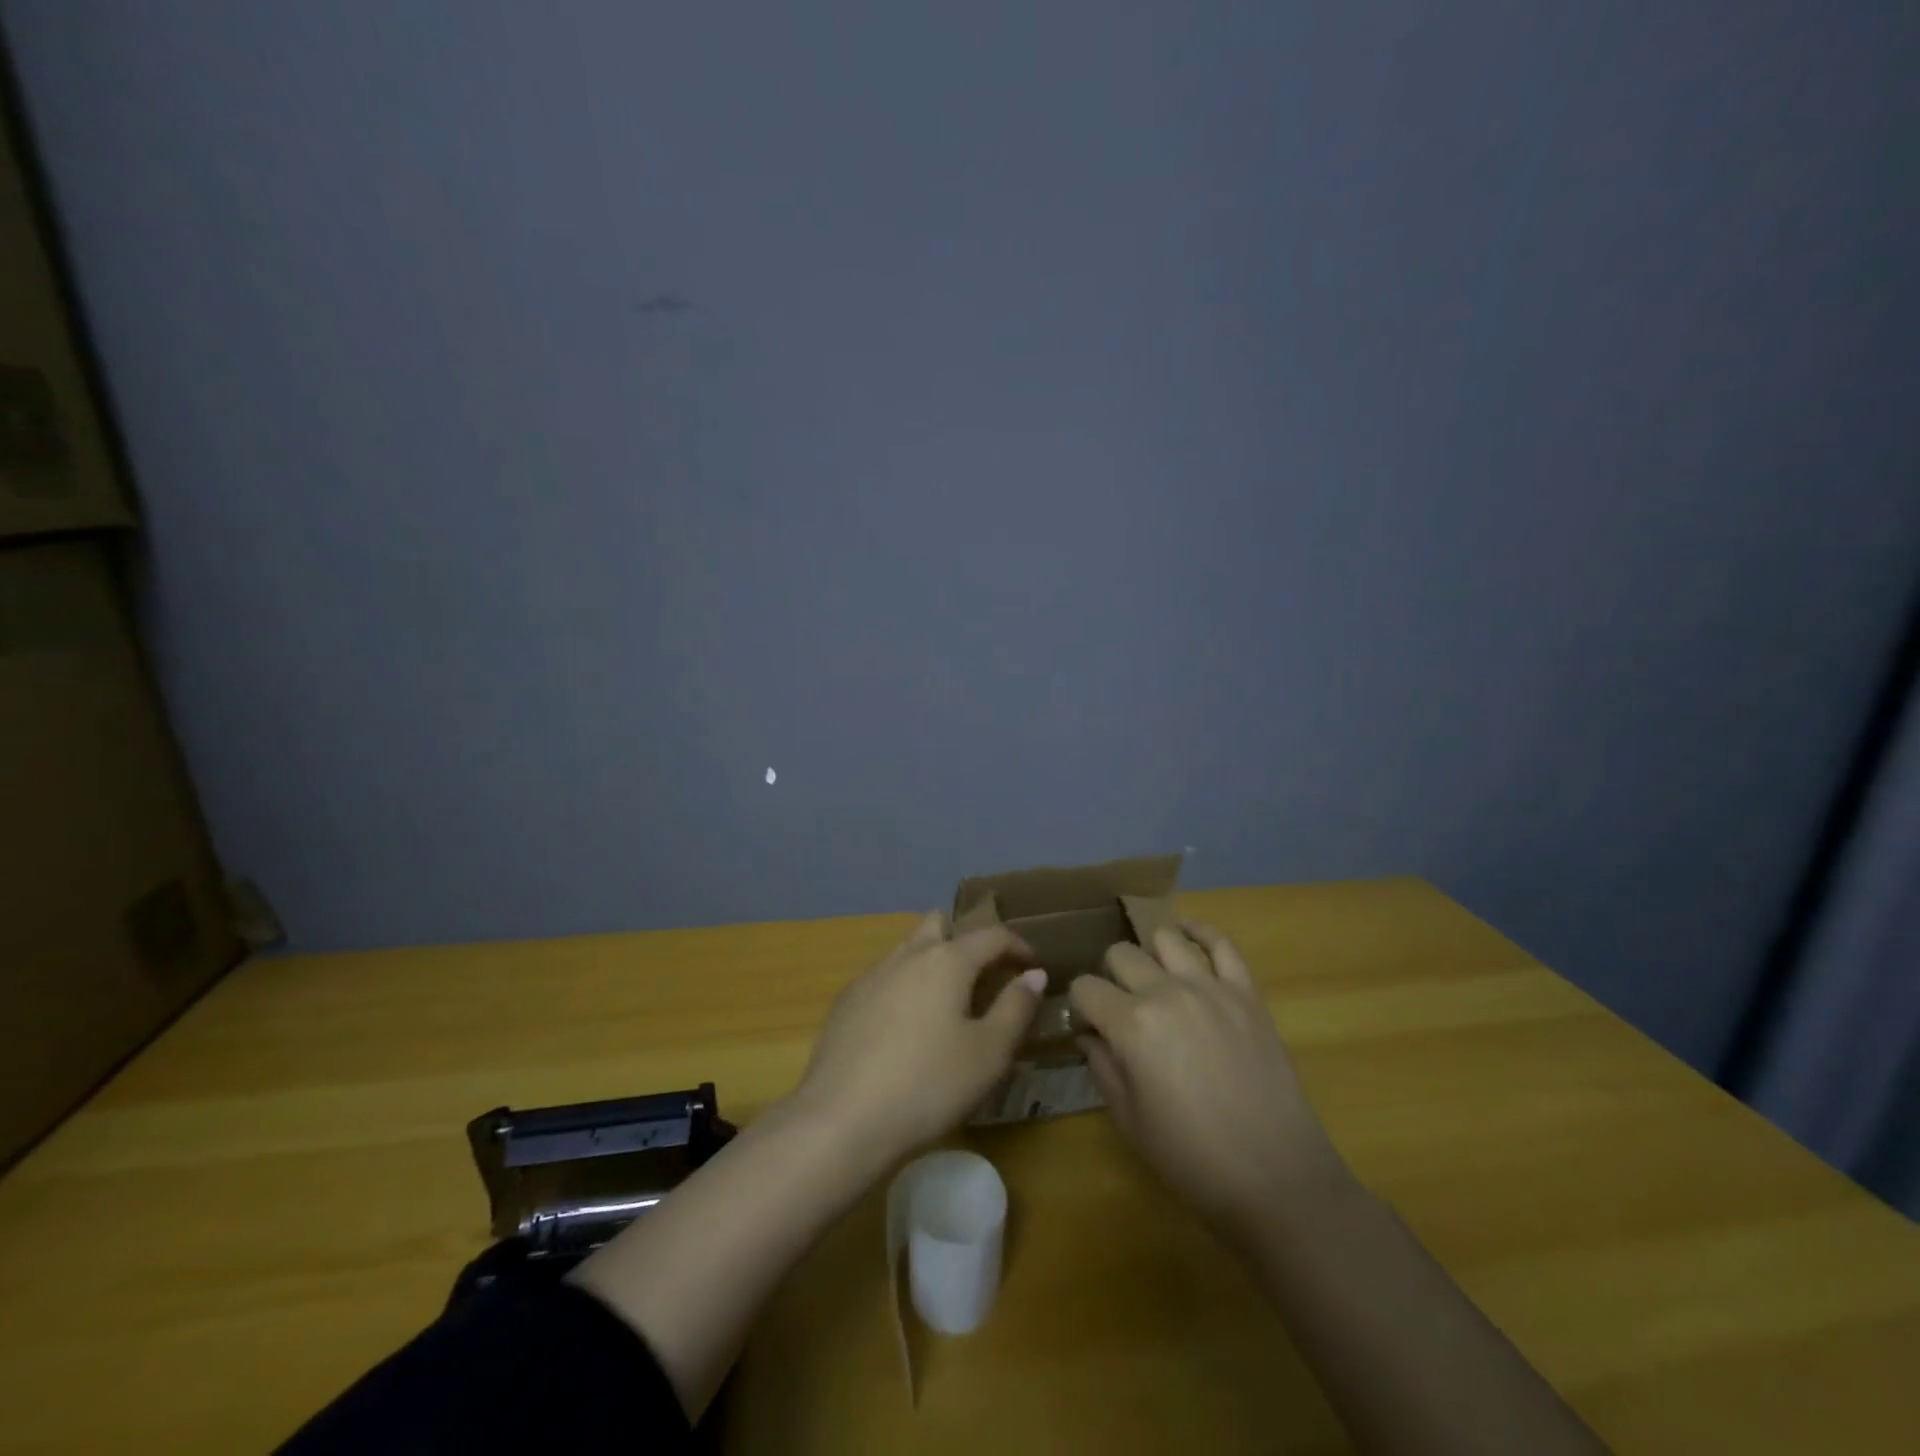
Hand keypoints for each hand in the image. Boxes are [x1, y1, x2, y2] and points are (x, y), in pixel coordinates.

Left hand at [792, 911, 1046, 1165]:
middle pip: (940, 925)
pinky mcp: (847, 1002)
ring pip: (909, 950)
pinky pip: (886, 978)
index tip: (1033, 967)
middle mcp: (907, 955)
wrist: (841, 1120)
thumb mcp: (989, 1053)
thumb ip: (1016, 1007)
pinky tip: (907, 1030)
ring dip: (934, 963)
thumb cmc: (929, 1085)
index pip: (991, 934)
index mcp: (946, 959)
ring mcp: (871, 975)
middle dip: (966, 940)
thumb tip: (1033, 974)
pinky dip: (906, 988)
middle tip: (986, 976)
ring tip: (949, 1005)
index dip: (1018, 945)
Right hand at [1070, 922, 1347, 1246]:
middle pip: (1120, 954)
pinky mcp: (1247, 992)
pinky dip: (1200, 932)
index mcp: (1131, 1025)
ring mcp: (1210, 987)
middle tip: (1121, 1008)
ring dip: (1151, 955)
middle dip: (1110, 977)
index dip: (1080, 1005)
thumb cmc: (1192, 1158)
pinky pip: (1222, 943)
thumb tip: (1087, 1033)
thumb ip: (1102, 1066)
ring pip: (1165, 938)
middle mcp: (1166, 992)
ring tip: (1155, 980)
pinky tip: (1188, 935)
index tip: (1088, 1025)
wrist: (1276, 1179)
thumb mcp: (1129, 1119)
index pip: (1085, 988)